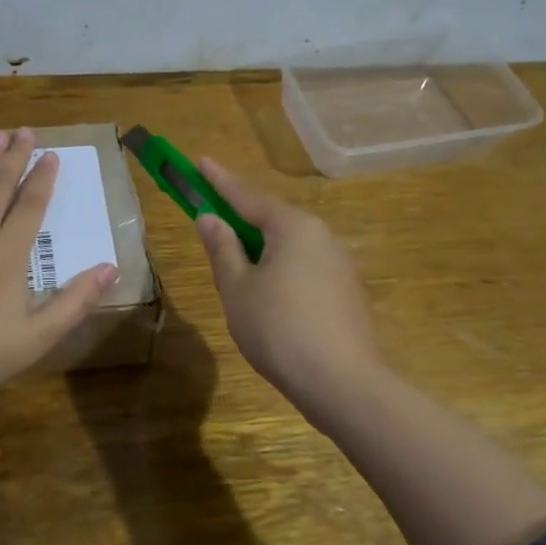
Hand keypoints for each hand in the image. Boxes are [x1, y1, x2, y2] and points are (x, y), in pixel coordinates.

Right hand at [193, 157, 381, 413]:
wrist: (343, 383)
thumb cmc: (279, 329)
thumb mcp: (238, 288)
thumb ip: (223, 249)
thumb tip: (211, 218)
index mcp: (293, 227)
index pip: (247, 196)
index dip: (219, 181)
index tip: (200, 161)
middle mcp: (320, 236)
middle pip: (271, 219)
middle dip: (240, 218)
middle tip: (211, 219)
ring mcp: (338, 264)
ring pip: (287, 245)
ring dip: (259, 248)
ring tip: (234, 267)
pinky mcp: (345, 292)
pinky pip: (302, 267)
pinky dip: (278, 268)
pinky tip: (266, 295)